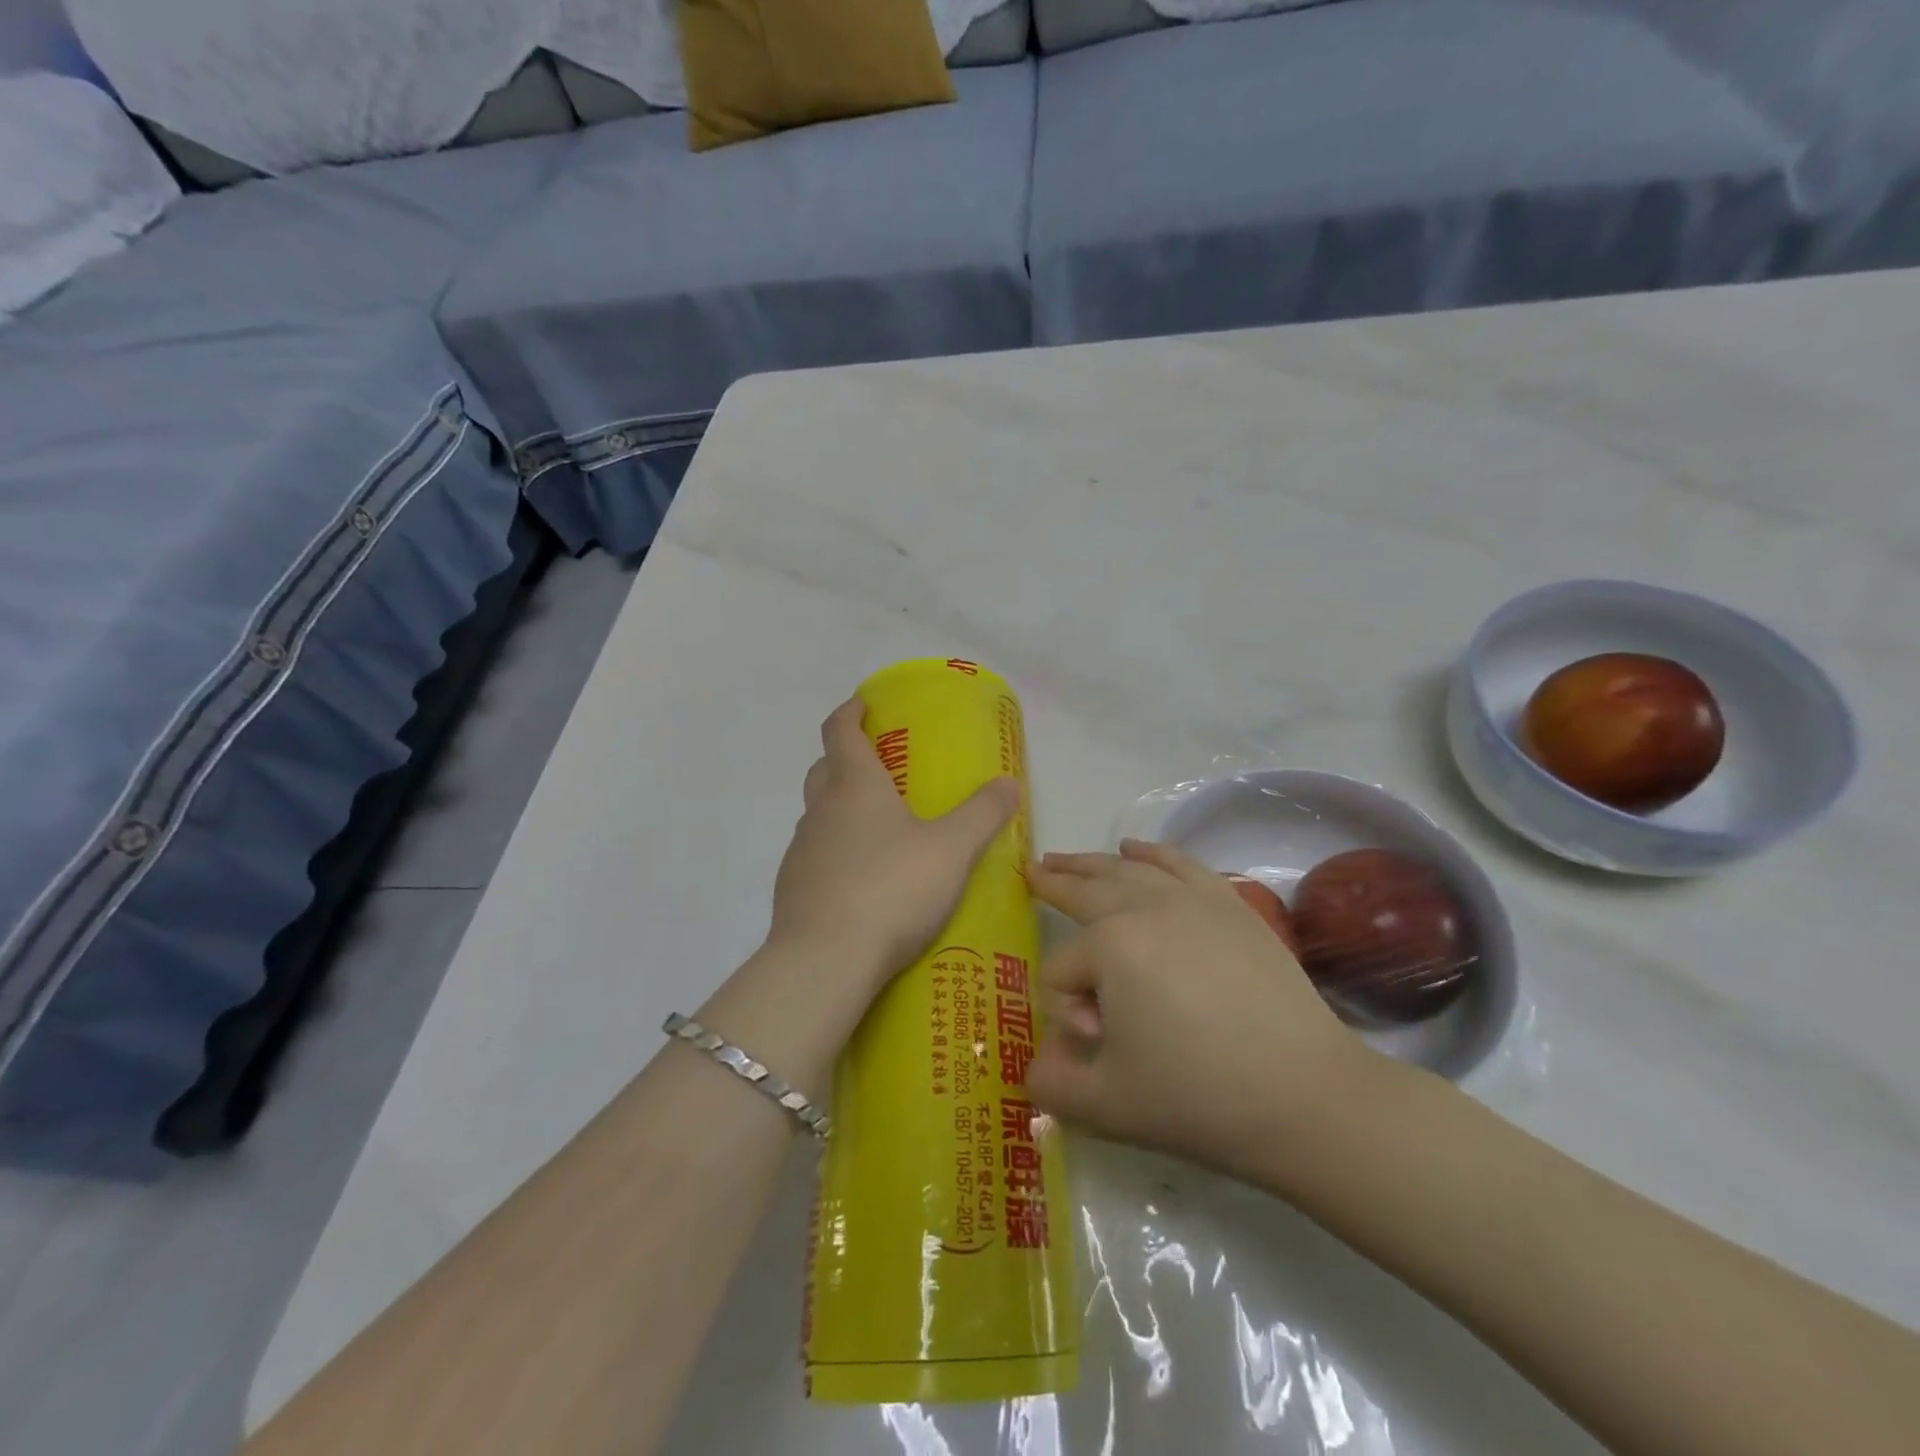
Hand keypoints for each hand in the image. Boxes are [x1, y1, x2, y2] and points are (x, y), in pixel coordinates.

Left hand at [766, 698, 1018, 990]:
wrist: (826, 961)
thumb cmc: (892, 889)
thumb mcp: (951, 849)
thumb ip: (982, 814)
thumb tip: (1008, 783)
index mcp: (855, 787)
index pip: (839, 731)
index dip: (850, 712)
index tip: (862, 704)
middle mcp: (821, 811)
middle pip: (823, 770)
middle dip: (844, 759)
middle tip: (879, 769)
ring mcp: (800, 852)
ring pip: (817, 815)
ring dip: (839, 810)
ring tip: (878, 831)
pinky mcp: (792, 891)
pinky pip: (814, 857)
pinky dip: (834, 854)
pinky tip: (861, 882)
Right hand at [1025, 839, 1374, 1182]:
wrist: (1305, 1096)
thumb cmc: (1198, 1099)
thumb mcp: (1106, 1105)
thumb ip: (1051, 1086)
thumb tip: (1033, 1068)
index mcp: (1110, 947)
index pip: (1062, 969)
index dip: (1065, 1008)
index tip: (1097, 1044)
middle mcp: (1146, 908)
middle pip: (1087, 890)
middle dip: (1055, 882)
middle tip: (1032, 870)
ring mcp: (1193, 900)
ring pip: (1129, 869)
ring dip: (1092, 862)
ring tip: (1066, 858)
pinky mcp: (1231, 905)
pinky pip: (1181, 864)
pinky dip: (1153, 852)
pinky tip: (1134, 847)